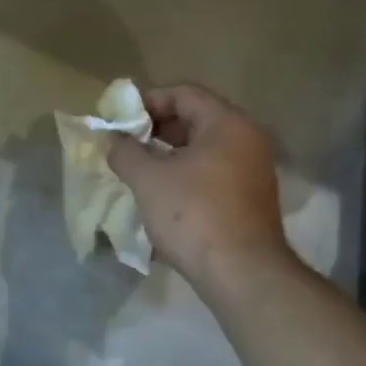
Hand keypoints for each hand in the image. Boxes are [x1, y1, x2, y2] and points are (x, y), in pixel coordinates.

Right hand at [107, 83, 292, 289]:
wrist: (240, 272)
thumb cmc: (193, 215)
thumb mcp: (148, 180)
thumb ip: (125, 152)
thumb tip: (112, 140)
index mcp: (228, 124)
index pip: (184, 93)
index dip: (148, 101)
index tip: (120, 120)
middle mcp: (248, 139)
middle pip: (196, 119)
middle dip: (157, 129)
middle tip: (126, 145)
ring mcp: (253, 171)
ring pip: (204, 149)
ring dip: (170, 155)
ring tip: (139, 171)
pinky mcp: (250, 199)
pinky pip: (213, 173)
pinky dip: (186, 175)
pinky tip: (163, 195)